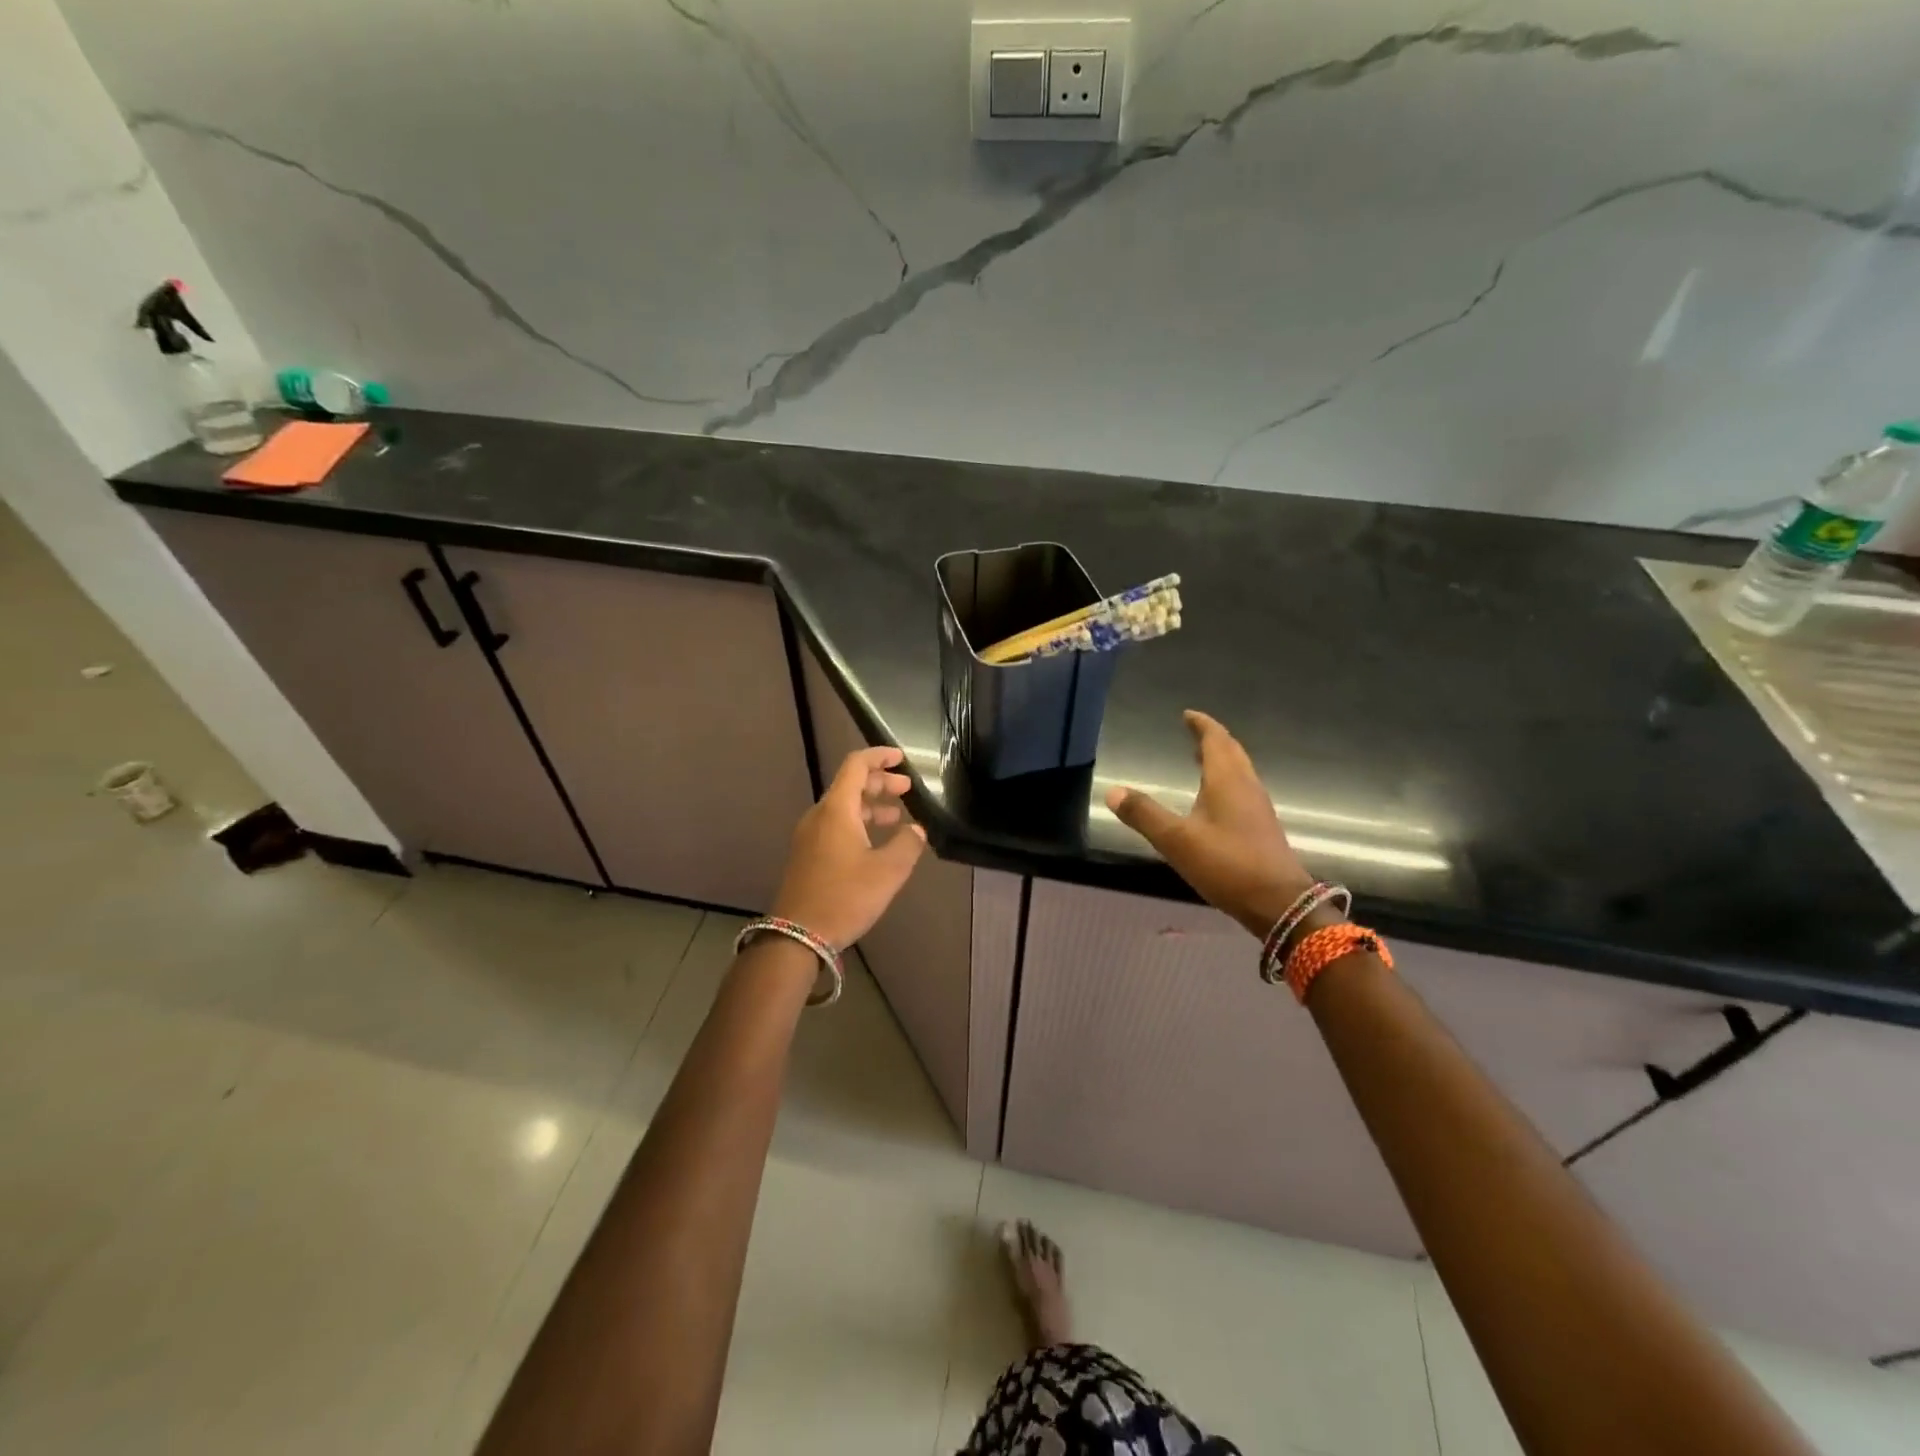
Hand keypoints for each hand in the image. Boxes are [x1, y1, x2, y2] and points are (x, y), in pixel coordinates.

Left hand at [771, 746, 926, 948]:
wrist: (797, 935)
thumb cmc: (845, 897)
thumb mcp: (887, 871)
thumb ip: (907, 844)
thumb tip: (916, 830)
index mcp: (836, 810)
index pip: (856, 765)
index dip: (879, 756)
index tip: (901, 758)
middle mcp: (819, 816)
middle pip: (850, 785)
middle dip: (880, 783)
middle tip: (906, 789)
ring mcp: (810, 836)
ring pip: (843, 807)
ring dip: (870, 805)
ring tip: (896, 816)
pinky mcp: (808, 855)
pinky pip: (835, 825)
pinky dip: (858, 823)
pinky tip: (876, 842)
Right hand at [1105, 710, 1312, 937]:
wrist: (1279, 903)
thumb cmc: (1227, 865)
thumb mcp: (1177, 840)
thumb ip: (1145, 815)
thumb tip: (1113, 791)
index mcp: (1227, 781)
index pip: (1216, 741)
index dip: (1202, 725)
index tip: (1188, 715)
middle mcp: (1246, 787)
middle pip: (1232, 753)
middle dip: (1213, 739)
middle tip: (1193, 732)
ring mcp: (1258, 808)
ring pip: (1240, 772)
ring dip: (1221, 760)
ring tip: (1200, 759)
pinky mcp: (1262, 828)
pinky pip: (1242, 791)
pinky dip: (1227, 782)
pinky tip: (1215, 800)